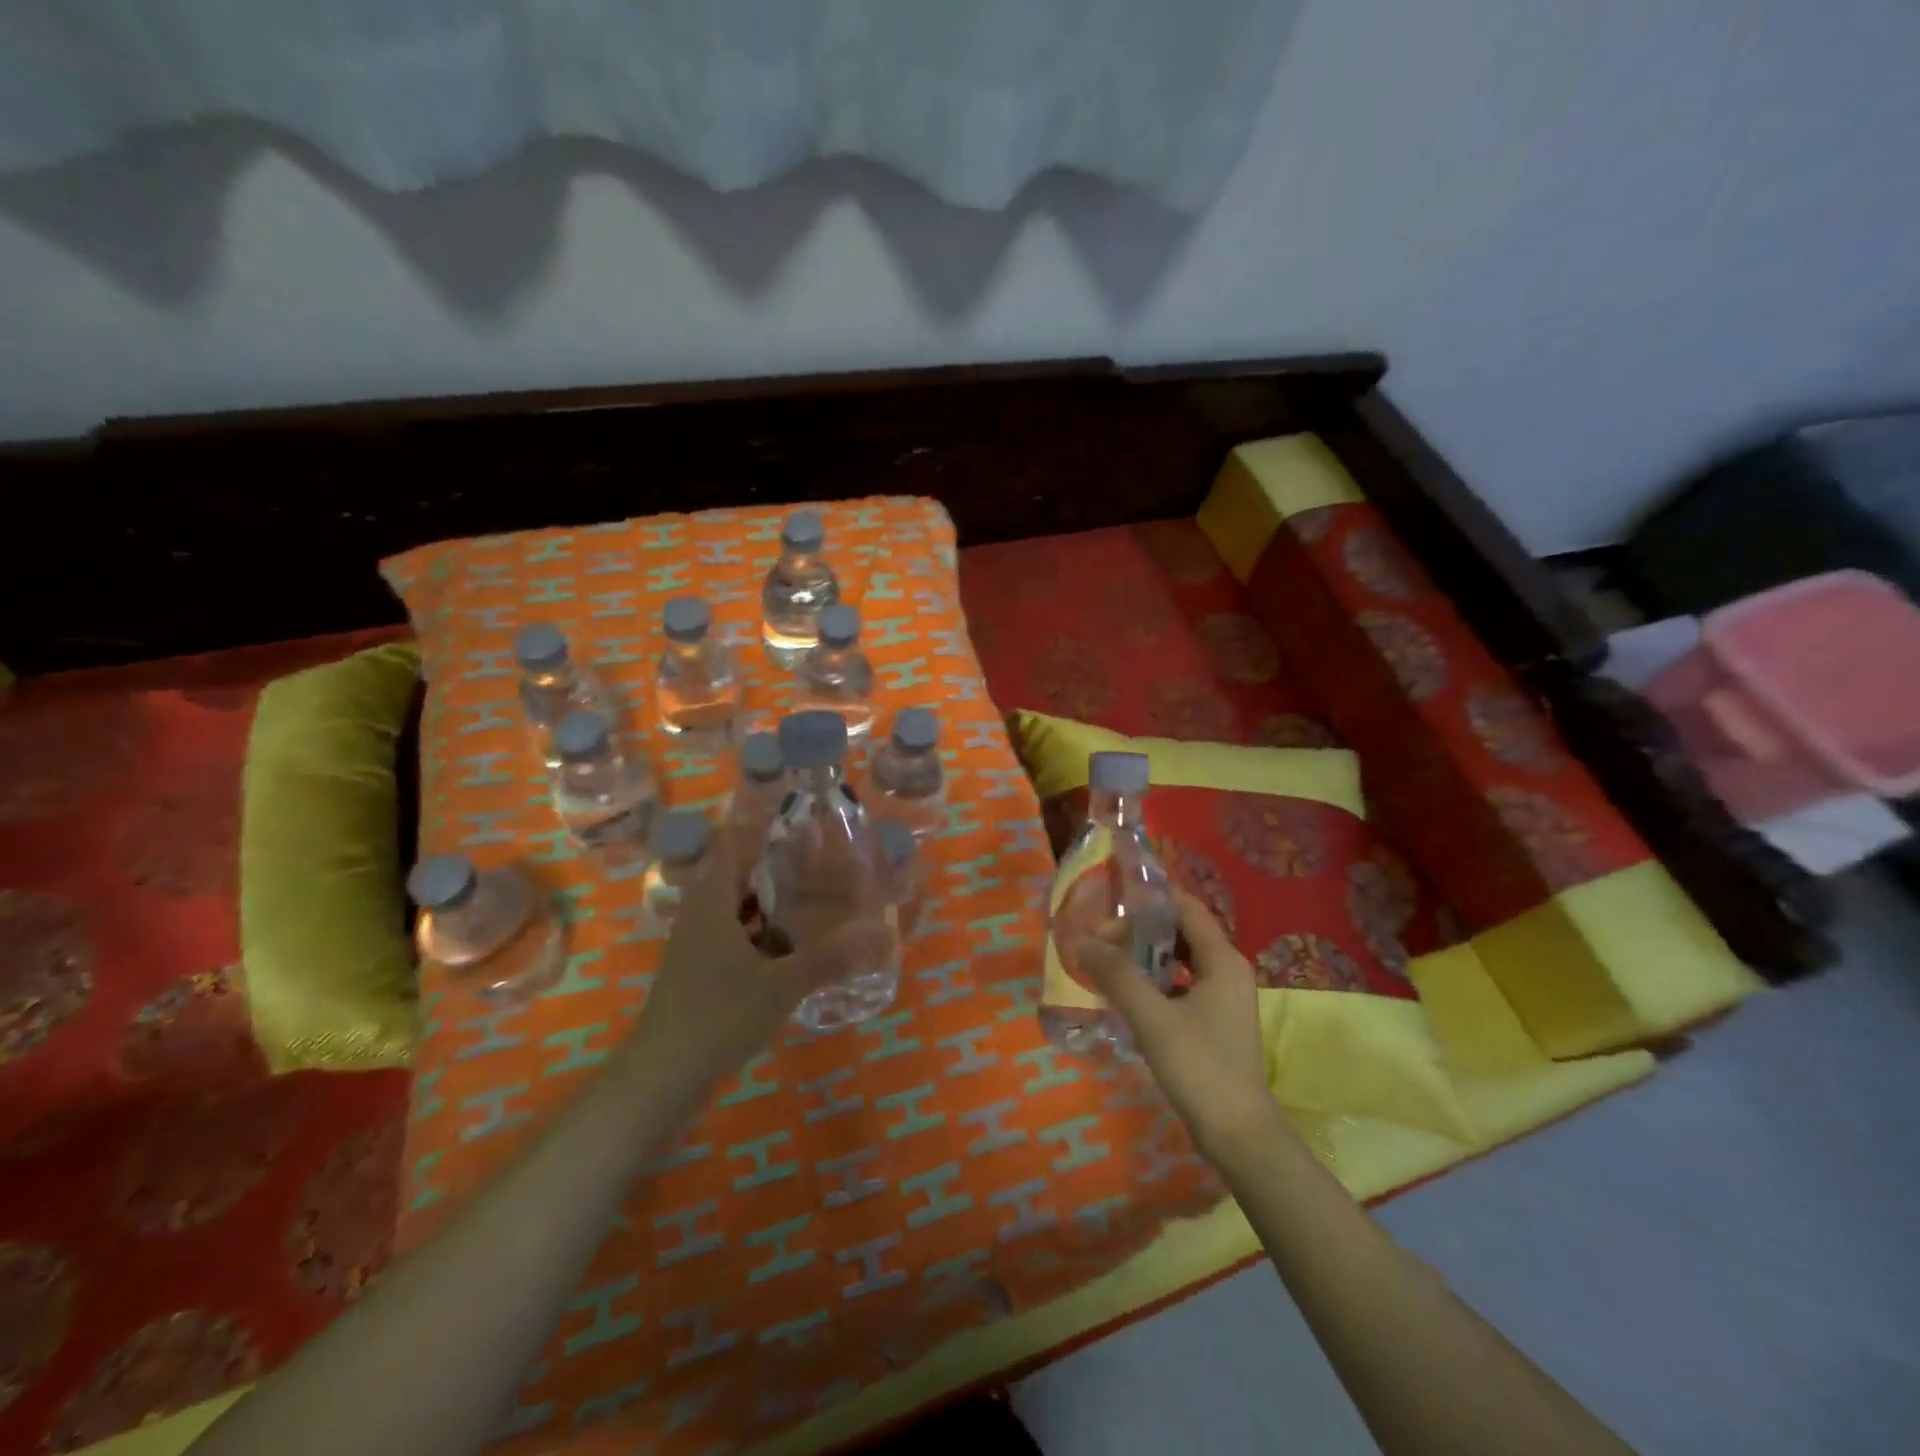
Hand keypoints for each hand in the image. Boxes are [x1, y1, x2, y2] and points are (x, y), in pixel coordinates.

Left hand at [624, 839, 890, 1095]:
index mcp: (711, 901)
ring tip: (816, 902)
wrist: (662, 1077)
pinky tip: (793, 949)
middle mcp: (700, 914)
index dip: (767, 831)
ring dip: (771, 905)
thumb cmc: (719, 1016)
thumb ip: (830, 957)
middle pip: (739, 876)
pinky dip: (762, 934)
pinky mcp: (700, 972)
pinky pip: (735, 937)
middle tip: (824, 866)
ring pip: (738, 909)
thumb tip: (879, 933)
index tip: (807, 828)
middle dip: (779, 870)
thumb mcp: (782, 984)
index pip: (734, 845)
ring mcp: (697, 945)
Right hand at [1068, 889, 1279, 1159]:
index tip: (1111, 898)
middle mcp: (1227, 971)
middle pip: (1181, 933)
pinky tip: (1124, 994)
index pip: (1186, 908)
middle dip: (1140, 930)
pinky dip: (1153, 982)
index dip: (1150, 899)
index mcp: (1222, 960)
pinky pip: (1179, 986)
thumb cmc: (1200, 1067)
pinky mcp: (1212, 1024)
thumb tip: (1080, 938)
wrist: (1239, 1136)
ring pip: (1178, 961)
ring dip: (1144, 957)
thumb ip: (1116, 974)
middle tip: (1100, 936)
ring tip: (1106, 959)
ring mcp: (1222, 999)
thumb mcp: (1152, 1017)